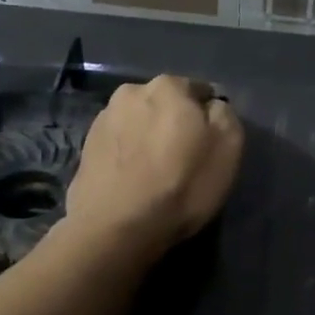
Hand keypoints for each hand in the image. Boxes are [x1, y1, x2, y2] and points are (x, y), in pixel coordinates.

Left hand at [66, 75, 242, 254]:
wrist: (115, 228)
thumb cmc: (182, 185)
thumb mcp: (228, 148)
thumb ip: (224, 115)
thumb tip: (211, 107)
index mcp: (168, 86)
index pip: (199, 91)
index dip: (208, 118)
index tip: (210, 144)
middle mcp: (131, 92)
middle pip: (165, 104)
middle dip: (175, 123)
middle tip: (184, 158)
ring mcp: (104, 119)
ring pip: (139, 123)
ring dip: (149, 138)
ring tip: (157, 172)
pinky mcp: (86, 147)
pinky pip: (120, 144)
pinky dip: (129, 155)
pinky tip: (135, 180)